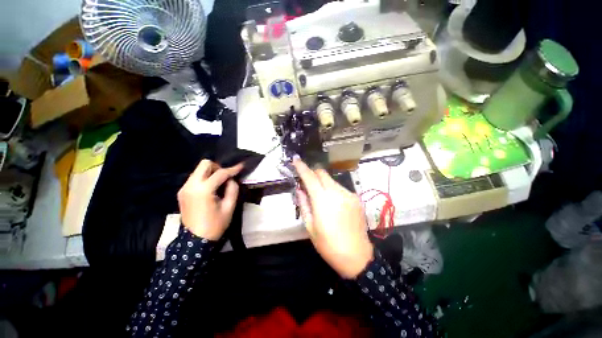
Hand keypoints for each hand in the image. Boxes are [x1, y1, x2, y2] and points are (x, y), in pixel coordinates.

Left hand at [177, 160, 243, 239]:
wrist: (195, 241)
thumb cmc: (215, 225)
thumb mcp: (229, 207)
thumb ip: (232, 189)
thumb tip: (231, 180)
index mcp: (203, 190)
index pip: (220, 173)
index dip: (232, 169)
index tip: (241, 166)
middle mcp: (191, 186)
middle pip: (204, 164)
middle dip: (218, 167)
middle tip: (226, 177)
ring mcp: (184, 188)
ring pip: (198, 170)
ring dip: (211, 173)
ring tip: (220, 183)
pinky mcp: (182, 192)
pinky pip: (195, 178)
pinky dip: (205, 178)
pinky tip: (211, 188)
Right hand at [293, 159, 372, 278]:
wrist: (357, 256)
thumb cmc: (329, 245)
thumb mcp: (310, 227)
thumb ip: (304, 204)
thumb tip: (300, 189)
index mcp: (323, 200)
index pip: (310, 177)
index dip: (302, 167)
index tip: (296, 160)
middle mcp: (337, 192)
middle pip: (322, 173)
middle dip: (313, 174)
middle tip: (307, 184)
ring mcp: (348, 194)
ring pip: (331, 180)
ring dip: (323, 184)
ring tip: (321, 198)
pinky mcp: (356, 198)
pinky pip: (340, 188)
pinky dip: (333, 190)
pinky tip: (333, 204)